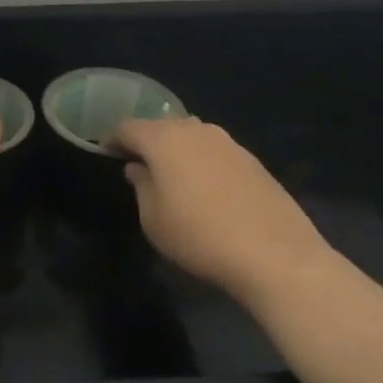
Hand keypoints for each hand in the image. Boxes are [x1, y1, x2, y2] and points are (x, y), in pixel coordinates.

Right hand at [115, 117, 337, 309]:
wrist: (276, 256)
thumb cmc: (199, 236)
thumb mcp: (153, 219)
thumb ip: (141, 186)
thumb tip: (139, 168)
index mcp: (163, 140)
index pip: (127, 127)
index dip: (112, 139)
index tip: (106, 154)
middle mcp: (196, 130)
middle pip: (161, 126)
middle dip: (146, 142)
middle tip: (137, 165)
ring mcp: (229, 143)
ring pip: (191, 136)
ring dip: (177, 150)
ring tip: (172, 176)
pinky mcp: (253, 161)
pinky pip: (215, 152)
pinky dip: (202, 162)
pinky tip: (205, 189)